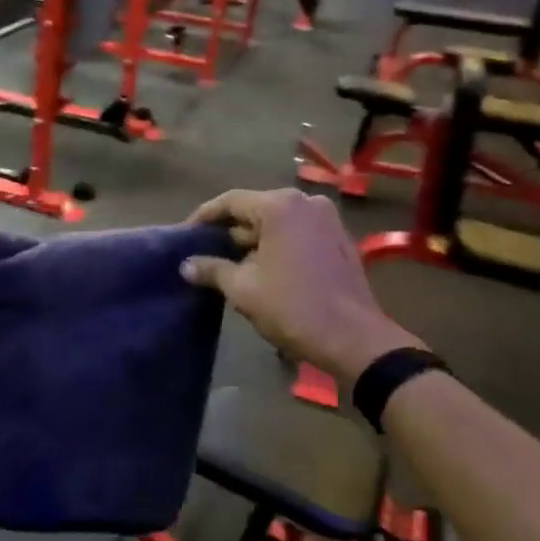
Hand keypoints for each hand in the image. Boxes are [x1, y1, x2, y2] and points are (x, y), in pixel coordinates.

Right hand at [182, 188, 420, 380]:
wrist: (353, 339)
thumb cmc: (292, 308)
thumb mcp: (243, 289)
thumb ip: (212, 269)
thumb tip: (187, 265)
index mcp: (280, 206)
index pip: (231, 201)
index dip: (204, 217)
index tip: (185, 234)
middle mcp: (306, 203)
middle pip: (256, 209)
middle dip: (230, 230)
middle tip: (204, 252)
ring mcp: (328, 220)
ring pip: (278, 223)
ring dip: (254, 240)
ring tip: (229, 264)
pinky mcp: (340, 240)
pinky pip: (298, 234)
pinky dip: (278, 245)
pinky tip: (262, 269)